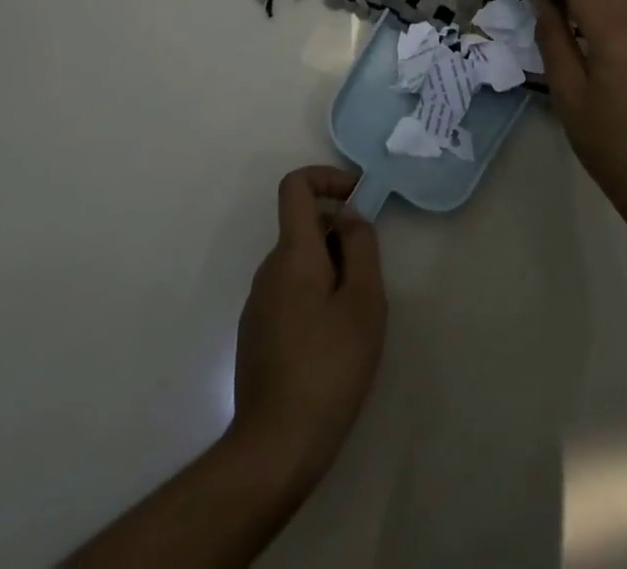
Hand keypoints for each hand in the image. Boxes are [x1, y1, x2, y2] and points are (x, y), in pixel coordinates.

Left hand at [229, 166, 385, 494]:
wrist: (275, 448)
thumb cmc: (329, 366)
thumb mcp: (364, 301)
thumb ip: (361, 246)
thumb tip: (349, 215)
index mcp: (292, 253)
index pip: (295, 186)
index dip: (326, 178)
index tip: (358, 199)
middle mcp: (268, 269)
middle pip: (303, 227)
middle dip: (340, 237)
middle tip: (370, 279)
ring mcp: (258, 304)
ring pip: (299, 264)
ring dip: (330, 271)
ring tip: (355, 318)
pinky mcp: (256, 335)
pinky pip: (289, 293)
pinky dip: (314, 297)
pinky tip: (332, 345)